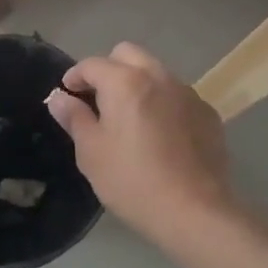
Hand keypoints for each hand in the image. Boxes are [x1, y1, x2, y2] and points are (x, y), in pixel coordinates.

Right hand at [46, 42, 233, 238]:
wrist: (195, 212)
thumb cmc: (133, 181)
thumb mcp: (91, 152)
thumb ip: (74, 118)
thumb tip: (59, 98)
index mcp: (125, 82)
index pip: (92, 64)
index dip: (75, 76)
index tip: (68, 94)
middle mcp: (158, 77)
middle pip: (128, 54)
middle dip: (109, 69)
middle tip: (99, 99)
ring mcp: (187, 93)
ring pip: (156, 72)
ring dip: (138, 83)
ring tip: (131, 117)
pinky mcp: (208, 113)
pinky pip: (178, 96)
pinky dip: (163, 103)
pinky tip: (161, 135)